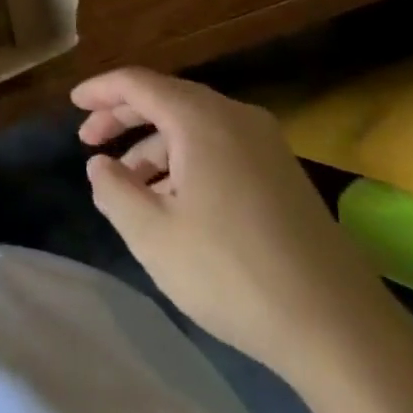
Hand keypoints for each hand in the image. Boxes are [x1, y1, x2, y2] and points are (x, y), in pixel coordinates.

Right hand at [72, 68, 400, 384]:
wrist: (340, 329)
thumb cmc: (232, 272)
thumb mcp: (152, 235)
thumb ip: (114, 190)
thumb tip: (100, 164)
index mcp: (201, 118)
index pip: (138, 83)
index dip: (100, 90)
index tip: (73, 104)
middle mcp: (235, 117)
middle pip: (167, 99)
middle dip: (124, 117)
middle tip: (89, 140)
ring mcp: (266, 145)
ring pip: (194, 127)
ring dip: (155, 146)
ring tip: (128, 183)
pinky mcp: (283, 175)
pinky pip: (220, 148)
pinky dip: (186, 161)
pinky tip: (175, 201)